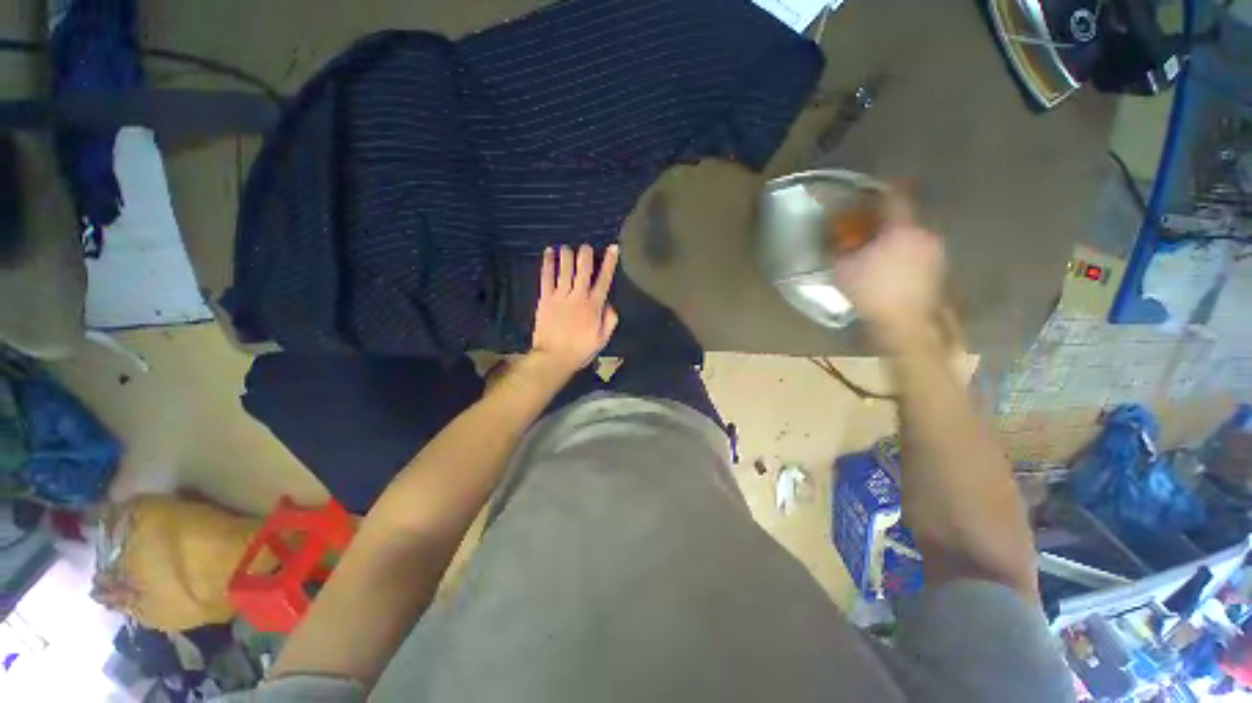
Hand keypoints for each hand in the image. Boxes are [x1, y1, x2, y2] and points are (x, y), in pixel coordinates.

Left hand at [527, 244, 619, 379]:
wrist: (554, 358)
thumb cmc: (580, 351)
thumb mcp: (602, 340)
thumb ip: (609, 321)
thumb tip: (610, 304)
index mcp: (594, 306)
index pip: (604, 280)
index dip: (609, 263)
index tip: (612, 248)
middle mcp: (578, 297)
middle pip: (583, 269)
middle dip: (586, 255)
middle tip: (586, 247)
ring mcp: (560, 297)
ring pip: (565, 270)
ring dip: (566, 255)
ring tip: (567, 247)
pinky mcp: (545, 299)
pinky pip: (546, 277)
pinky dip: (547, 264)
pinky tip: (548, 252)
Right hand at [831, 193, 945, 350]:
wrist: (905, 323)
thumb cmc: (871, 292)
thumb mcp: (843, 270)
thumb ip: (839, 248)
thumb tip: (835, 238)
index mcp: (901, 230)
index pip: (894, 199)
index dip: (881, 192)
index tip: (871, 192)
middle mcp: (924, 235)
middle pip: (903, 220)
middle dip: (885, 224)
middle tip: (869, 233)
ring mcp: (936, 253)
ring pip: (912, 238)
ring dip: (896, 241)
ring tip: (880, 255)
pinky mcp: (939, 270)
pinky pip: (919, 253)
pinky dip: (906, 255)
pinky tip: (893, 270)